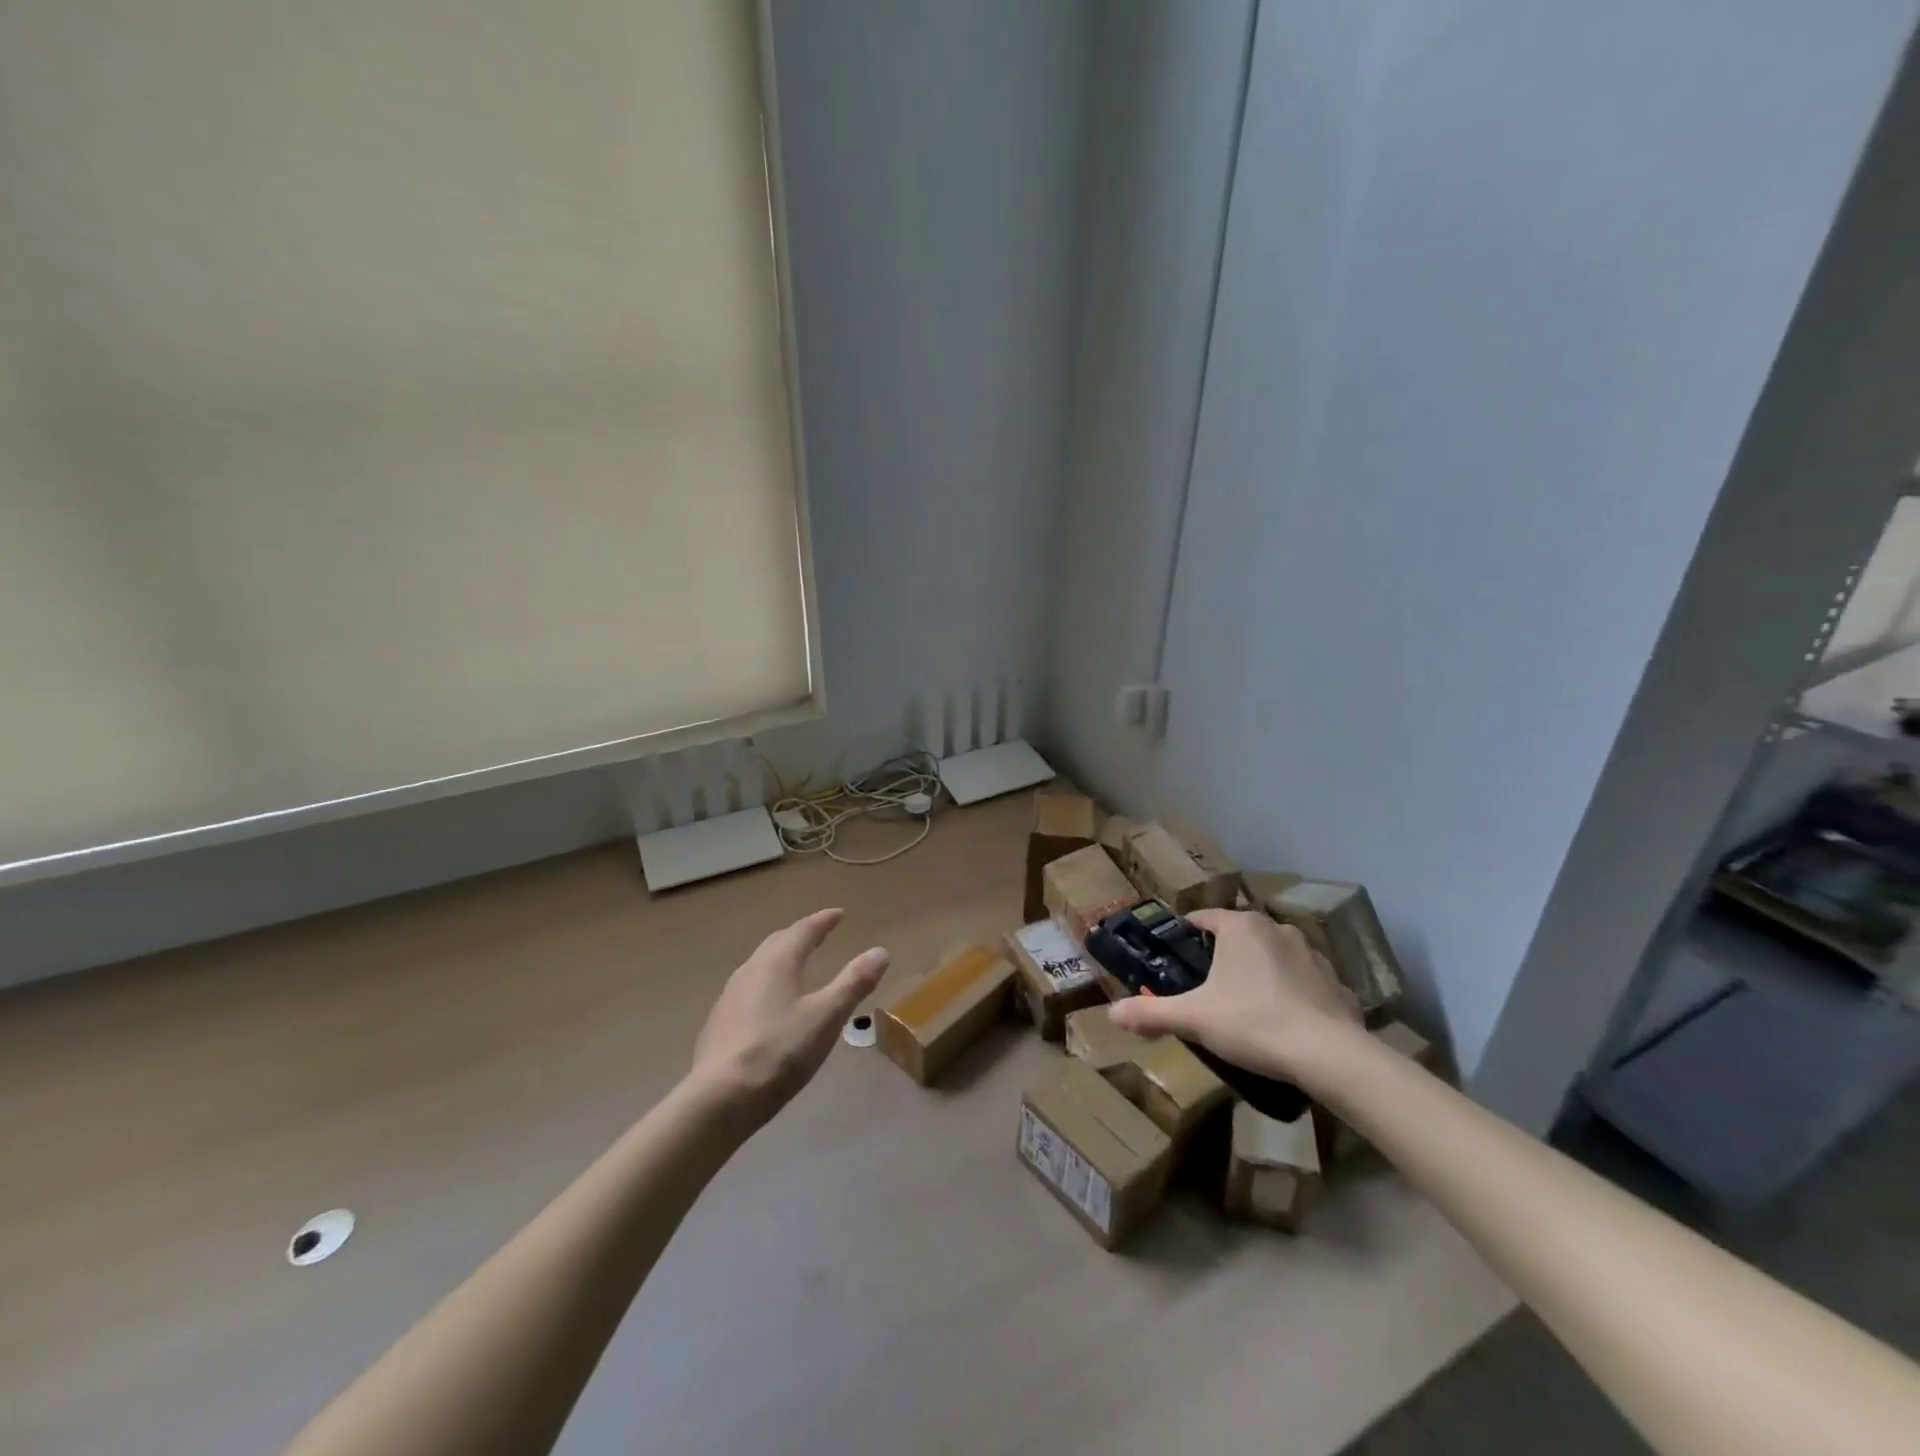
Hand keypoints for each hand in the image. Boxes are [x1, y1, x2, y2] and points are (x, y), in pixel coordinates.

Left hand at [690, 908, 888, 1126]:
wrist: (720, 1098)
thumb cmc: (780, 1051)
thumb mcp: (827, 1017)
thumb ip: (853, 983)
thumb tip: (880, 951)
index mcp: (776, 962)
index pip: (803, 930)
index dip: (823, 921)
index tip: (838, 914)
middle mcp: (750, 970)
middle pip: (777, 943)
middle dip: (800, 936)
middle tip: (818, 934)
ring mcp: (729, 997)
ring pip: (759, 966)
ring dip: (780, 959)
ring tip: (796, 965)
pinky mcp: (718, 1024)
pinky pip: (748, 990)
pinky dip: (766, 985)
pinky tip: (770, 1005)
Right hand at [1107, 908, 1361, 1081]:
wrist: (1328, 1055)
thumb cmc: (1253, 1022)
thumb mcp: (1194, 1019)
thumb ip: (1151, 1013)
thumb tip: (1111, 1013)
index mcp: (1241, 927)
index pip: (1204, 917)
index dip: (1186, 934)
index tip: (1174, 954)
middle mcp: (1277, 929)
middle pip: (1239, 934)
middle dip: (1222, 954)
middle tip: (1206, 984)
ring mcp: (1312, 954)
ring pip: (1273, 954)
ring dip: (1259, 969)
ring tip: (1245, 1002)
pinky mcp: (1336, 982)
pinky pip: (1304, 980)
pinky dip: (1291, 991)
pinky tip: (1284, 1019)